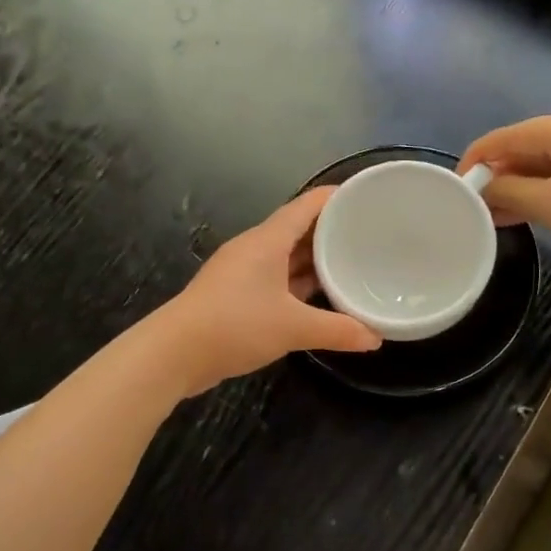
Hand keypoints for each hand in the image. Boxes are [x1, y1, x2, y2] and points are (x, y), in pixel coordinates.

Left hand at [151, 188, 381, 396]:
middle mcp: (253, 249)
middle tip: (367, 237)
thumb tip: (375, 338)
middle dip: (330, 232)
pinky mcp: (233, 295)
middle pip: (297, 230)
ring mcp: (240, 272)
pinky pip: (273, 279)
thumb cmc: (235, 325)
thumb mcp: (293, 328)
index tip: (365, 198)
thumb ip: (337, 331)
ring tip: (350, 265)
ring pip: (284, 257)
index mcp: (267, 240)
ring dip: (313, 261)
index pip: (306, 206)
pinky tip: (316, 298)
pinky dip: (296, 284)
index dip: (335, 198)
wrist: (175, 352)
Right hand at [459, 109, 550, 284]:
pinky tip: (529, 207)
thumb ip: (508, 190)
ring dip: (525, 182)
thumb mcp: (548, 205)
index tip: (459, 180)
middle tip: (478, 199)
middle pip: (535, 143)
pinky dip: (550, 185)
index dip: (480, 156)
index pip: (513, 134)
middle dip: (504, 172)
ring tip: (497, 209)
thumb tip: (484, 187)